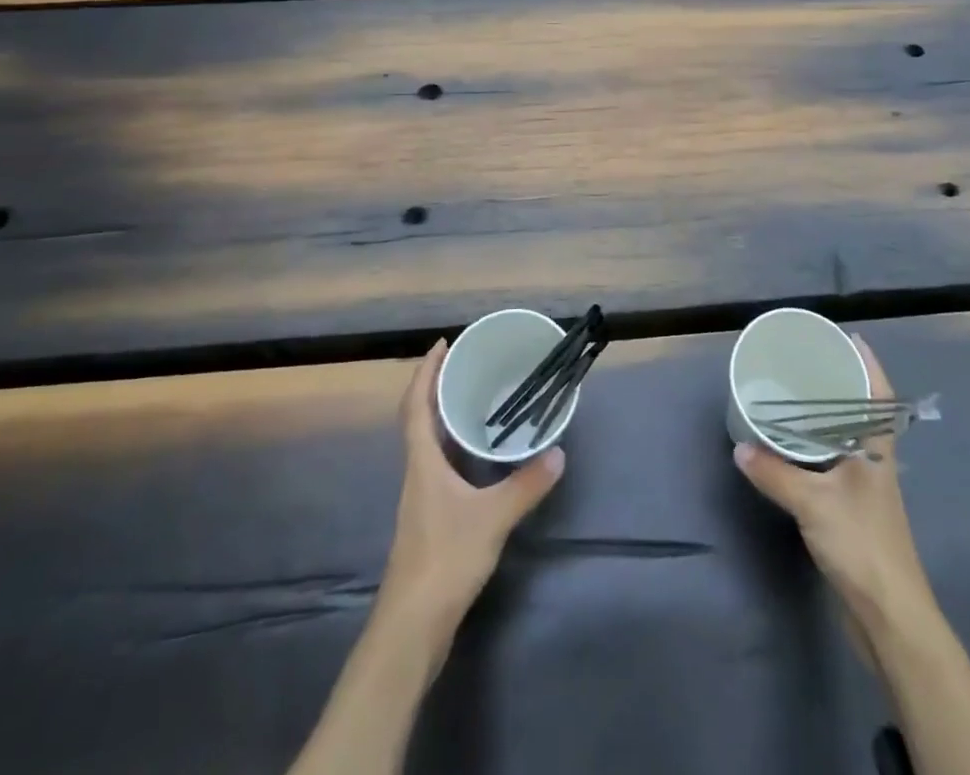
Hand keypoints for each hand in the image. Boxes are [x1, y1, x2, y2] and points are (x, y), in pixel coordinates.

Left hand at [381, 340, 564, 622]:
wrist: (412, 625)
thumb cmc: (445, 559)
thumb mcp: (493, 518)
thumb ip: (526, 485)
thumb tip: (558, 452)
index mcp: (422, 461)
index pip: (416, 404)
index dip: (425, 371)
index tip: (443, 343)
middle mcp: (416, 472)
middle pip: (419, 417)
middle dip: (437, 386)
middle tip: (466, 363)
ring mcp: (420, 497)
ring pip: (428, 442)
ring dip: (444, 414)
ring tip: (475, 396)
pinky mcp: (429, 517)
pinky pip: (438, 463)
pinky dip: (453, 445)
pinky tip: (478, 452)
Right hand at [732, 335, 926, 616]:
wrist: (889, 615)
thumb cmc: (860, 544)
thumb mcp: (812, 503)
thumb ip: (774, 473)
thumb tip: (739, 447)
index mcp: (877, 448)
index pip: (879, 393)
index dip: (868, 363)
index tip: (848, 337)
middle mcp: (876, 459)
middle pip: (863, 410)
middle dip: (841, 383)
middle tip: (808, 360)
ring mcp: (868, 486)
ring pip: (849, 437)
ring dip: (828, 415)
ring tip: (796, 395)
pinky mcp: (856, 510)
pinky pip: (836, 461)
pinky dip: (818, 446)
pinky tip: (795, 447)